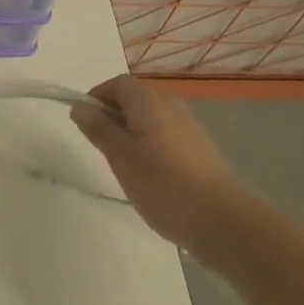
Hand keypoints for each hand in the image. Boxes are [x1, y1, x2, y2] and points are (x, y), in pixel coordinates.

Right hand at [70, 75, 257, 255]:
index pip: (118, 84)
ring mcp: (190, 128)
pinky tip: (149, 174)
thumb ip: (98, 128)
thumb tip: (80, 106)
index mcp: (150, 102)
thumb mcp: (120, 156)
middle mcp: (172, 107)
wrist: (223, 221)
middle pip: (135, 99)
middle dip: (113, 115)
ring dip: (131, 132)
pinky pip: (166, 135)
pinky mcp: (200, 150)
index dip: (97, 97)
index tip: (85, 123)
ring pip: (150, 119)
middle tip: (100, 146)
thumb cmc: (162, 185)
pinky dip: (150, 145)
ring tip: (123, 163)